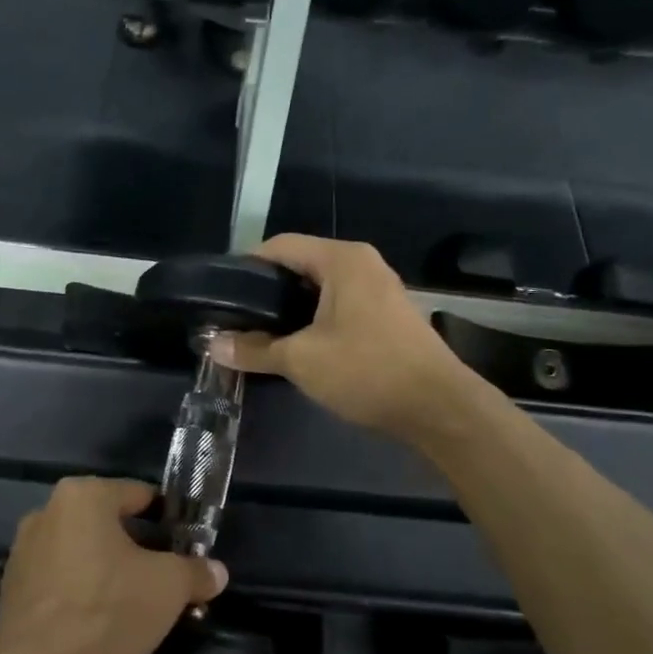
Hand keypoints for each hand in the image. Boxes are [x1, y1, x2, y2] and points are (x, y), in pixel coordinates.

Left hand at [0, 478, 227, 653]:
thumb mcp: (169, 588)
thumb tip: (216, 571)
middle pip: (108, 523)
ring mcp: (24, 549)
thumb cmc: (107, 609)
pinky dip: (81, 591)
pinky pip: (60, 579)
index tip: (186, 544)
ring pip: (83, 551)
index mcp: (83, 495)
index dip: (168, 518)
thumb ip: (196, 572)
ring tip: (135, 602)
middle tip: (165, 577)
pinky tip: (100, 620)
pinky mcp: (12, 586)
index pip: (138, 494)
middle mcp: (47, 511)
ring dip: (108, 569)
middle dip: (138, 547)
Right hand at [210, 234, 468, 437]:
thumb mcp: (301, 361)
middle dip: (267, 291)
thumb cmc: (367, 371)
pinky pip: (339, 306)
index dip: (247, 266)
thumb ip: (254, 350)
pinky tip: (299, 347)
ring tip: (261, 336)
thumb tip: (214, 345)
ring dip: (290, 310)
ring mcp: (379, 290)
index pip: (280, 246)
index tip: (223, 295)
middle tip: (238, 319)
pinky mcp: (387, 316)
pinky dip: (314, 321)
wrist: (438, 408)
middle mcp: (362, 265)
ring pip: (320, 289)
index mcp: (342, 260)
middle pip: (301, 265)